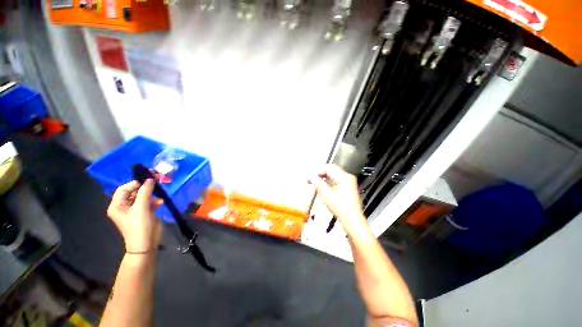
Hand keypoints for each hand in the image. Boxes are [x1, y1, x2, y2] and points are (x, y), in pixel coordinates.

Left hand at [107, 179, 163, 252]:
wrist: (146, 243)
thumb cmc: (139, 225)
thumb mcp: (141, 207)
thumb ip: (145, 191)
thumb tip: (150, 179)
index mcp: (117, 205)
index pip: (124, 189)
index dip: (135, 183)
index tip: (148, 179)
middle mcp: (124, 206)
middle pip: (134, 192)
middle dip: (145, 188)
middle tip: (157, 181)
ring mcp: (135, 210)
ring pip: (143, 196)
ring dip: (152, 196)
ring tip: (159, 197)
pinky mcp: (144, 213)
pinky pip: (149, 202)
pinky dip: (155, 201)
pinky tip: (160, 203)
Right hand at [308, 164, 367, 234]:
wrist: (352, 220)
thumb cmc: (342, 209)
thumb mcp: (327, 195)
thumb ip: (317, 183)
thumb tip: (309, 176)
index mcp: (344, 177)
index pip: (329, 168)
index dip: (318, 171)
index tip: (311, 177)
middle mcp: (347, 178)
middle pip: (331, 171)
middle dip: (321, 175)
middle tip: (312, 181)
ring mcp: (348, 183)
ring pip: (332, 176)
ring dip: (324, 180)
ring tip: (317, 187)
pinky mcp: (347, 188)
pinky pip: (335, 181)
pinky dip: (328, 184)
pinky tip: (324, 192)